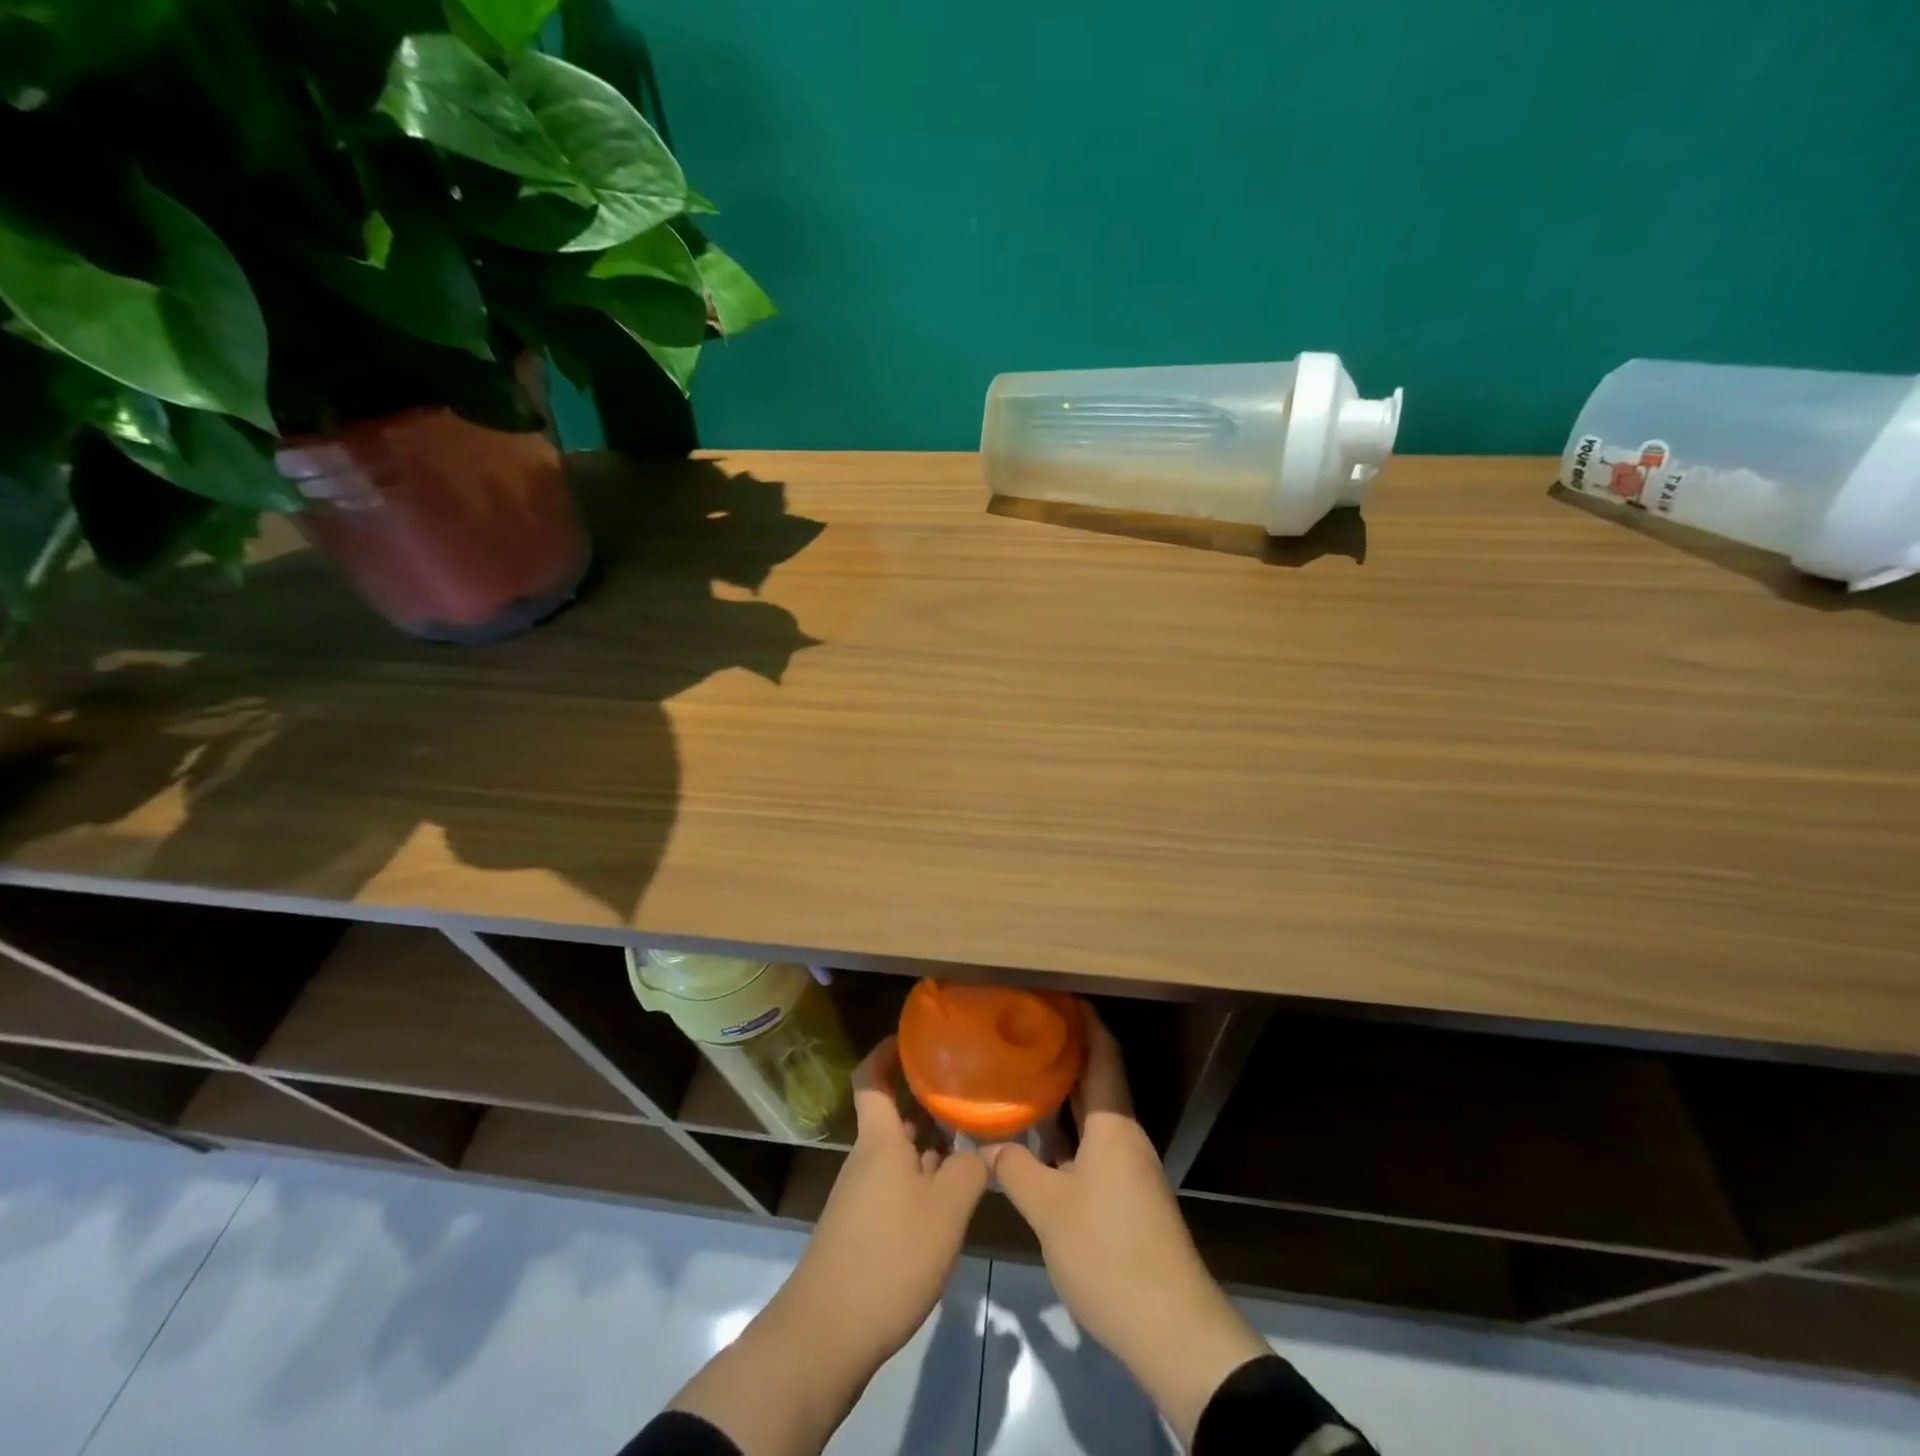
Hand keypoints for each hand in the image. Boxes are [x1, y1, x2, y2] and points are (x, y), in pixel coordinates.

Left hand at [776, 1035, 988, 1367]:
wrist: (826, 1335)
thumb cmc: (888, 1257)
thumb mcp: (945, 1212)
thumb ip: (970, 1170)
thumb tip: (986, 1146)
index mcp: (880, 1140)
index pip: (871, 1078)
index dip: (887, 1051)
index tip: (915, 1037)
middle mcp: (867, 1158)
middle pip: (894, 1116)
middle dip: (927, 1102)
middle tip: (968, 1092)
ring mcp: (861, 1194)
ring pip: (899, 1153)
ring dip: (930, 1145)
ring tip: (972, 1142)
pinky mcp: (862, 1228)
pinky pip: (895, 1185)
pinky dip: (922, 1180)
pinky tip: (950, 1198)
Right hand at [986, 1004, 1267, 1446]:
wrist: (1171, 1328)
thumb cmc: (1109, 1253)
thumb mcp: (1049, 1210)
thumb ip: (1015, 1169)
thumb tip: (988, 1144)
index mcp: (1112, 1124)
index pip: (1102, 1053)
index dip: (1083, 1020)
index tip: (1055, 996)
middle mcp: (1124, 1135)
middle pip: (1096, 1079)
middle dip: (1065, 1052)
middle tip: (1023, 1031)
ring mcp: (1128, 1167)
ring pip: (1092, 1115)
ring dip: (1061, 1096)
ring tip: (1021, 1076)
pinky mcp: (1127, 1196)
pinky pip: (1092, 1145)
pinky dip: (1065, 1133)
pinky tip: (1036, 1140)